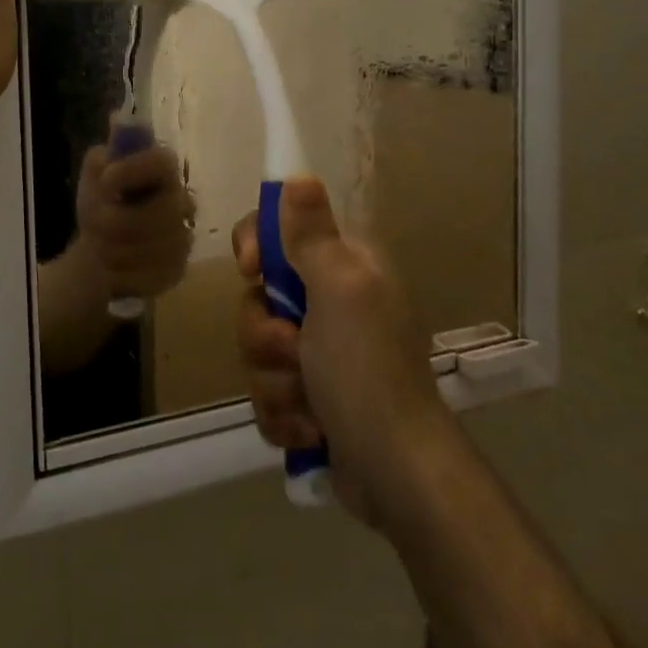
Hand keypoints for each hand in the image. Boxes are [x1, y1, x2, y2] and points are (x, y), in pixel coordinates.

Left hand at [71, 137, 194, 302]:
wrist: (101, 245)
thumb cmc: (102, 200)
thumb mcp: (95, 172)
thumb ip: (107, 154)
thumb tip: (117, 119)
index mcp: (163, 168)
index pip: (163, 163)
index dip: (133, 171)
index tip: (106, 182)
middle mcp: (182, 200)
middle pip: (158, 215)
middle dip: (115, 223)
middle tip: (94, 224)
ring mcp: (183, 237)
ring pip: (151, 250)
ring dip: (114, 251)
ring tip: (100, 247)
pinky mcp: (178, 270)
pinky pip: (150, 277)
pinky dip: (123, 275)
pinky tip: (113, 268)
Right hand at [232, 178, 445, 524]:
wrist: (395, 472)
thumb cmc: (367, 369)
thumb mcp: (340, 289)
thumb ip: (311, 235)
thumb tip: (298, 176)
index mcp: (344, 267)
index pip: (281, 230)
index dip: (257, 247)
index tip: (253, 271)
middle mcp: (332, 303)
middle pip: (258, 296)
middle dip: (265, 334)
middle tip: (294, 351)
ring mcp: (320, 353)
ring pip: (258, 349)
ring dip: (274, 381)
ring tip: (308, 405)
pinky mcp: (310, 398)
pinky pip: (266, 391)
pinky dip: (282, 415)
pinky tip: (309, 432)